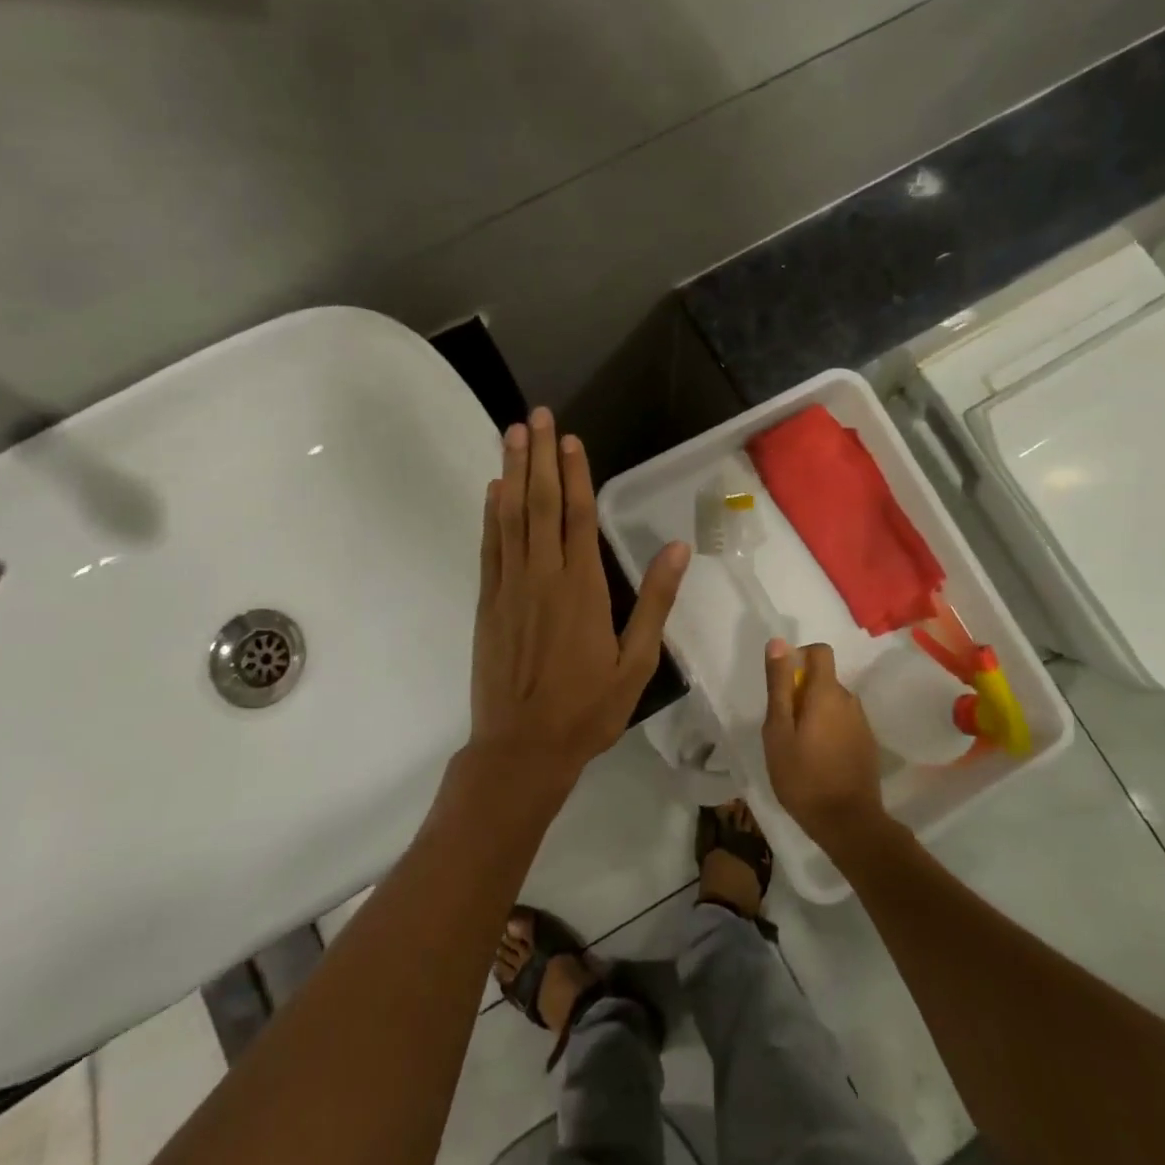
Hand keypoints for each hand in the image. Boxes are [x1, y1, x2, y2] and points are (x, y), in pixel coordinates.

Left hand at [469, 408, 689, 794]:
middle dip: (538, 455)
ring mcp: (510, 587)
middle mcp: (543, 576)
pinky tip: (493, 490)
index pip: (578, 516)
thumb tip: (677, 549)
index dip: (573, 473)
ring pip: (511, 516)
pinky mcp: (488, 602)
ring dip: (511, 471)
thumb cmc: (586, 708)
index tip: (570, 439)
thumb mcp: (636, 662)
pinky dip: (491, 514)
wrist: (521, 748)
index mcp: (583, 588)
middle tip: (536, 415)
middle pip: (540, 503)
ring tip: (512, 434)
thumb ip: (655, 602)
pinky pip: (490, 547)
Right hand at [762, 640, 886, 850]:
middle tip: (784, 728)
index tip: (783, 683)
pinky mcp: (868, 745)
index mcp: (827, 692)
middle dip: (802, 693)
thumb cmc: (803, 776)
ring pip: (833, 704)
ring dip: (816, 714)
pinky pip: (844, 724)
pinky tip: (819, 761)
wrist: (848, 824)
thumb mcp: (778, 730)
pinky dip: (829, 732)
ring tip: (799, 748)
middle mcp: (850, 700)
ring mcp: (862, 724)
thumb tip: (779, 642)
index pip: (820, 651)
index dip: (799, 657)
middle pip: (824, 680)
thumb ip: (779, 684)